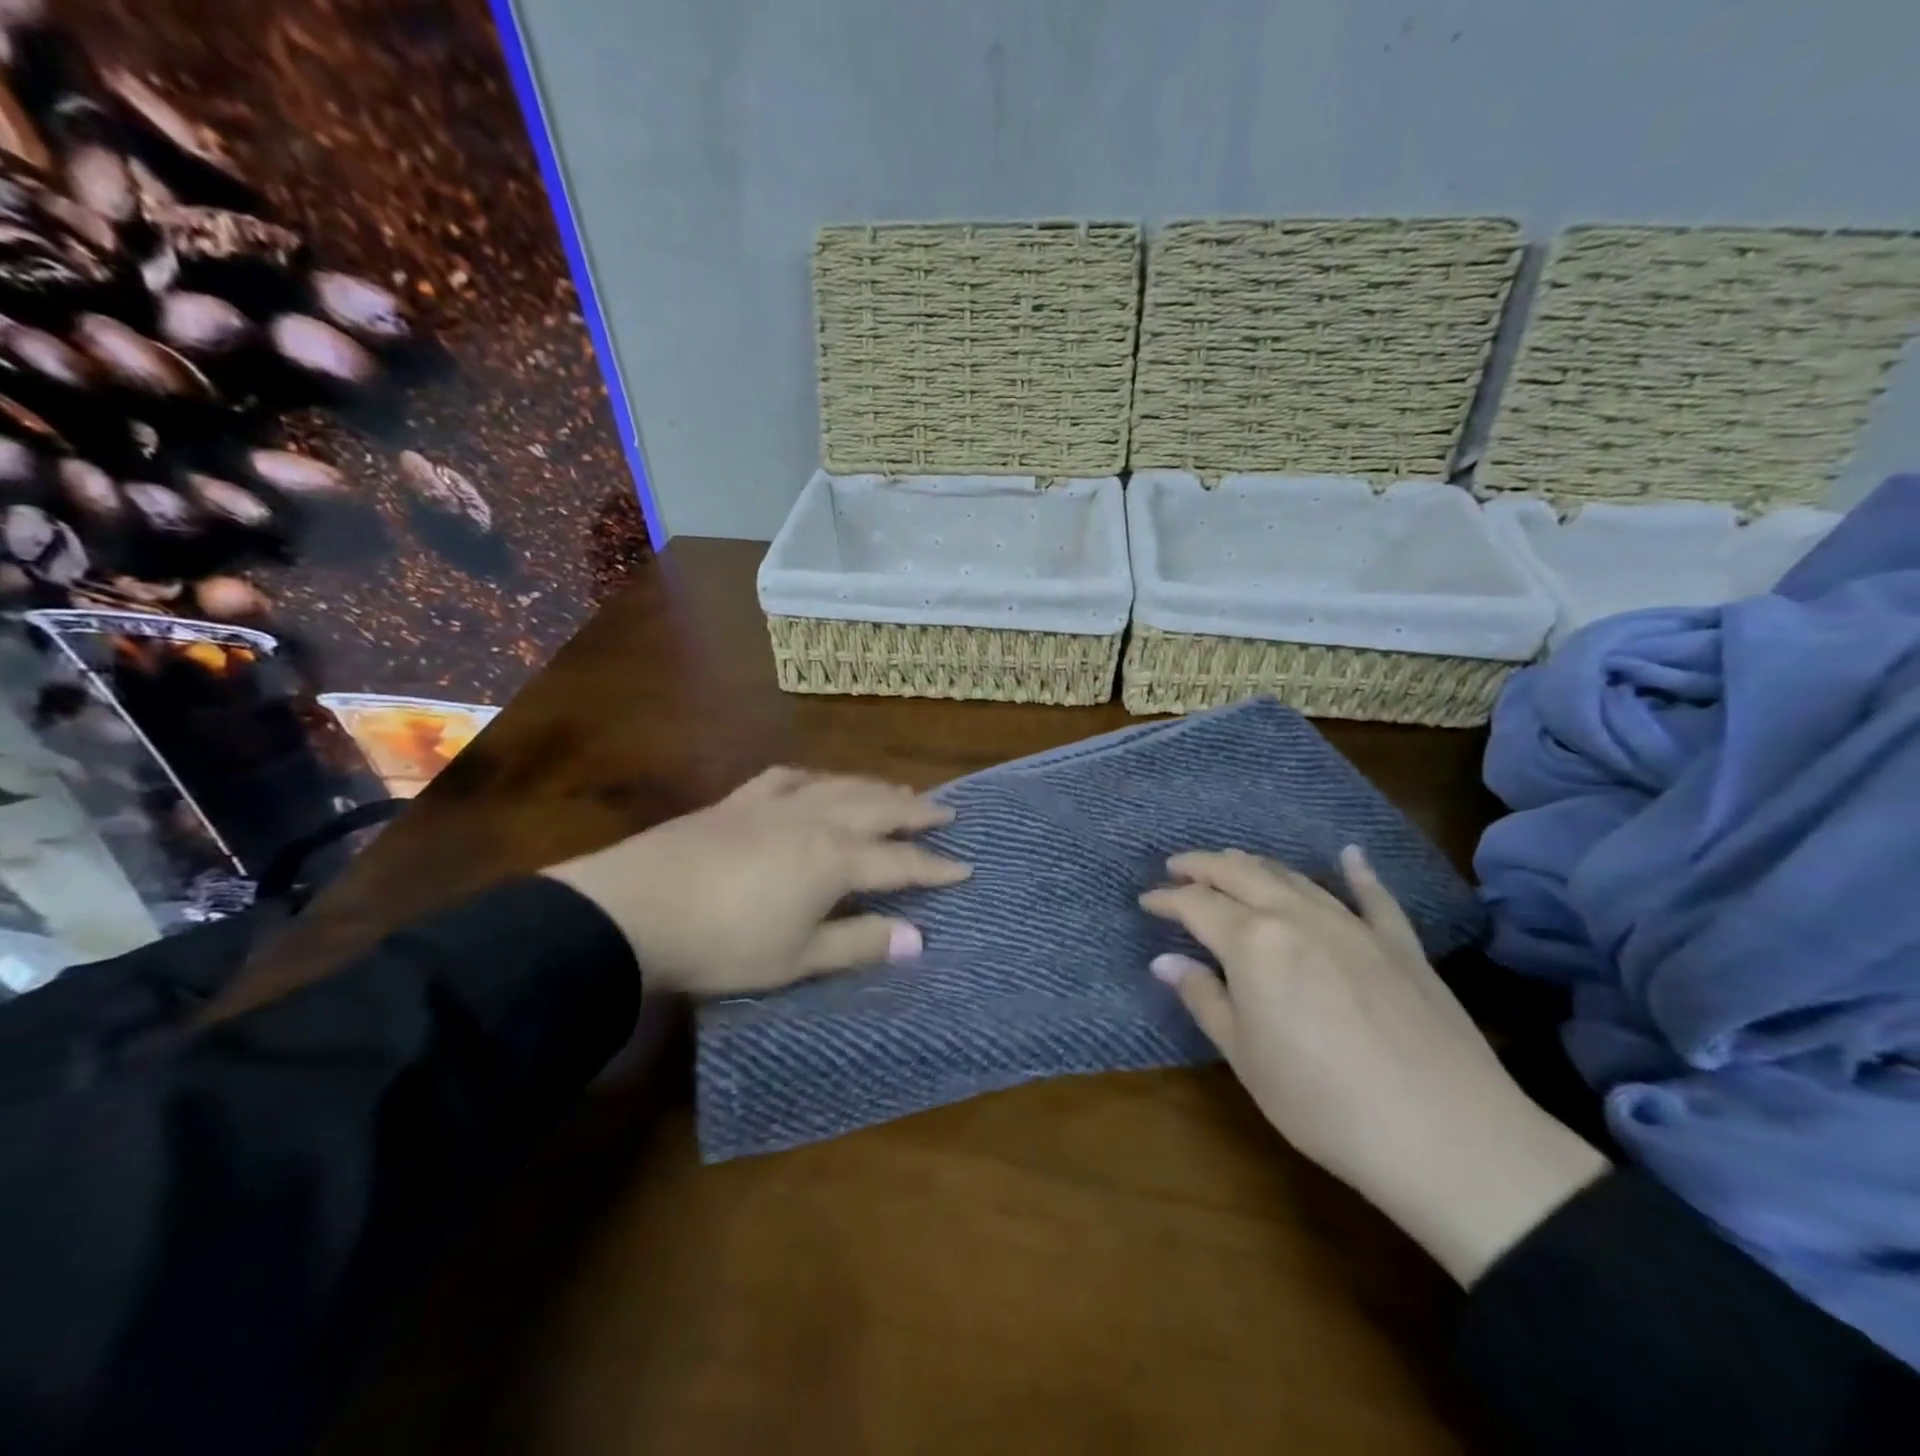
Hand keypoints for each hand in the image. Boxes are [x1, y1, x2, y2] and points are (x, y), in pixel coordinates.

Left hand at [543, 768, 969, 997]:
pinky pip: (788, 778)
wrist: (633, 910)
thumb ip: (859, 943)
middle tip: (946, 810)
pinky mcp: (738, 800)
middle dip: (916, 812)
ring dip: (874, 788)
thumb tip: (918, 939)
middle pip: (878, 809)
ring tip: (898, 790)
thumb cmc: (722, 944)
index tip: (966, 868)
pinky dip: (815, 777)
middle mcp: (814, 820)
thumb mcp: (796, 957)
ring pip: (839, 786)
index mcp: (834, 859)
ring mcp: (774, 804)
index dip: (935, 868)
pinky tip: (818, 780)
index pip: (900, 862)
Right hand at [1141, 847, 1607, 1286]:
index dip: (1167, 899)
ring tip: (1233, 860)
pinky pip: (1374, 897)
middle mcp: (1298, 916)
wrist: (1446, 1135)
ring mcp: (1353, 925)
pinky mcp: (1401, 944)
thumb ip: (1204, 998)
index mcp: (1253, 941)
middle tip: (1178, 866)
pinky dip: (1358, 872)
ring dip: (1257, 865)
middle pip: (1241, 874)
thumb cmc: (1322, 1101)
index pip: (1197, 905)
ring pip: (1295, 878)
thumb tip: (1165, 961)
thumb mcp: (1245, 1056)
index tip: (1146, 900)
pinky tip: (1350, 854)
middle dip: (1204, 866)